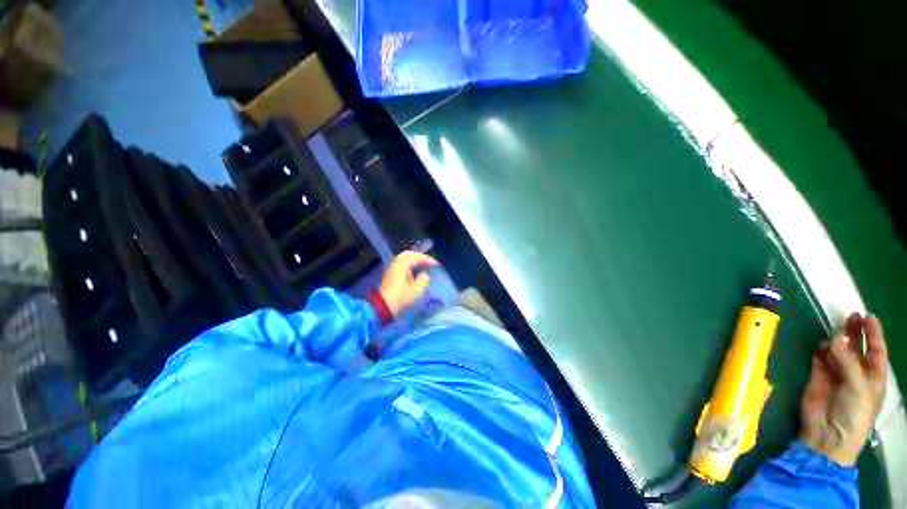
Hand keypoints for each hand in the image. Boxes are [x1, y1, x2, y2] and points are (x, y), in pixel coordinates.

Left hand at [379, 251, 438, 317]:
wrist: (383, 306)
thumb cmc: (402, 297)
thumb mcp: (417, 289)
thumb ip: (424, 278)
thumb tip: (425, 273)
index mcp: (403, 264)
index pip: (417, 257)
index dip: (428, 260)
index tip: (436, 264)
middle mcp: (396, 263)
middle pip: (409, 254)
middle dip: (420, 257)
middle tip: (429, 262)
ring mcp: (392, 268)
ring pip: (404, 258)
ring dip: (415, 260)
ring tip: (423, 266)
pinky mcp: (390, 274)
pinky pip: (401, 264)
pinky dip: (409, 264)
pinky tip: (415, 270)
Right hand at [800, 313, 887, 465]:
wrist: (828, 435)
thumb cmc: (853, 413)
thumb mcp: (856, 387)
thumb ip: (847, 362)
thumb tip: (835, 338)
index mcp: (873, 376)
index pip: (876, 350)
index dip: (873, 333)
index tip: (868, 315)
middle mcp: (857, 373)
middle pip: (857, 348)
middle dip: (855, 332)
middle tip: (850, 315)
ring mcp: (837, 375)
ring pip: (838, 351)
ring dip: (838, 339)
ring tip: (836, 327)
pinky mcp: (819, 377)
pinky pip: (821, 359)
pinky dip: (821, 351)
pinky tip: (821, 346)